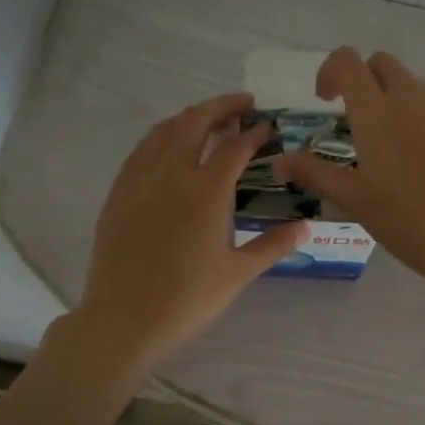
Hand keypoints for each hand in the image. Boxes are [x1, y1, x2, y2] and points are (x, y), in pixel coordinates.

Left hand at [74, 93, 304, 371]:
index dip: (254, 133)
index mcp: (206, 191)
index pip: (234, 147)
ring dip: (189, 117)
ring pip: (164, 131)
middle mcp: (171, 174)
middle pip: (195, 123)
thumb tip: (305, 228)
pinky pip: (141, 151)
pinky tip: (167, 147)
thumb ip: (273, 245)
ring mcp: (139, 181)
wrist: (123, 320)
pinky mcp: (118, 194)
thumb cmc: (187, 299)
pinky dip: (161, 137)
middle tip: (242, 104)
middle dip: (221, 107)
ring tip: (208, 119)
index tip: (267, 126)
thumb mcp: (237, 274)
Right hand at [272, 48, 424, 284]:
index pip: (347, 62)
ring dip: (399, 101)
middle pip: (383, 64)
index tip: (326, 100)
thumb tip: (280, 162)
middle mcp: (412, 97)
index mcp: (375, 111)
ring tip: (398, 145)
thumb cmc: (403, 219)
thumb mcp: (352, 199)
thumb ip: (314, 173)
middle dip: (366, 80)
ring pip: (416, 85)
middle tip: (360, 120)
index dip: (330, 71)